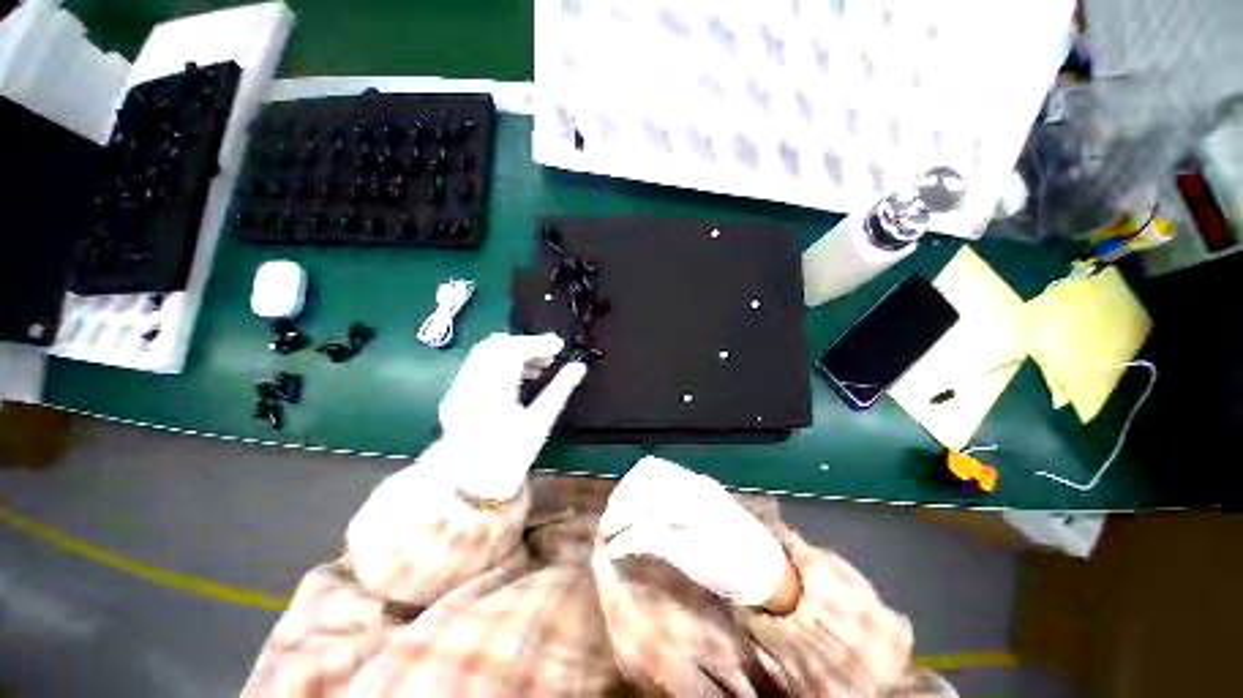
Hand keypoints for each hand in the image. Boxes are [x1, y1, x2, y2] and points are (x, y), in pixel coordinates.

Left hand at [439, 332, 585, 500]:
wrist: (475, 482)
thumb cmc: (512, 456)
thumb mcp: (539, 424)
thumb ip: (559, 390)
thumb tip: (579, 367)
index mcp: (493, 389)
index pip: (514, 349)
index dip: (538, 343)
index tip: (559, 346)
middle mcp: (471, 382)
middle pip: (496, 345)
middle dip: (523, 345)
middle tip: (548, 357)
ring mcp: (458, 387)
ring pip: (482, 354)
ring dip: (509, 353)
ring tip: (535, 370)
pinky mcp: (453, 395)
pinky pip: (474, 368)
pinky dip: (494, 365)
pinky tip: (512, 381)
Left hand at [599, 457, 796, 609]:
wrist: (767, 572)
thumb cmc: (740, 545)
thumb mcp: (714, 513)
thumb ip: (685, 505)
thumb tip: (642, 509)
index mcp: (702, 486)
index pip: (652, 470)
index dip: (627, 486)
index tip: (618, 504)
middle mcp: (698, 496)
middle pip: (641, 486)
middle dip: (617, 504)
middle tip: (608, 525)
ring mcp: (695, 520)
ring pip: (640, 508)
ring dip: (615, 522)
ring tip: (608, 539)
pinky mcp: (691, 547)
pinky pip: (645, 536)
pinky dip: (623, 542)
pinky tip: (617, 553)